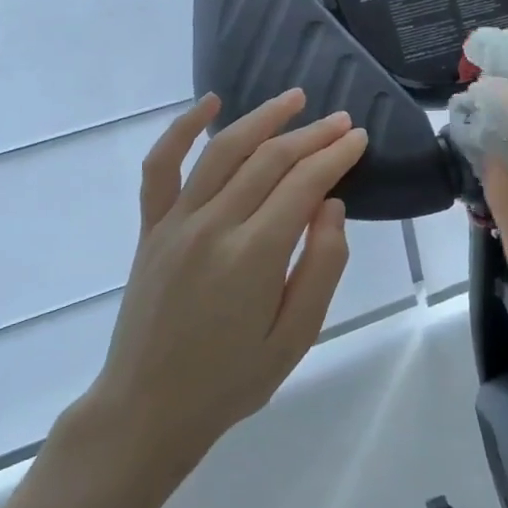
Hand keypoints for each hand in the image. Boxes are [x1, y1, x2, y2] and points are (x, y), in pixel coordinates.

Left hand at [83, 90, 367, 471]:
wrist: (147, 408)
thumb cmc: (232, 380)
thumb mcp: (297, 336)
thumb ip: (322, 266)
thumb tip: (331, 205)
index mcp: (254, 255)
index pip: (304, 184)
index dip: (336, 156)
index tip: (359, 139)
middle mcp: (213, 226)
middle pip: (269, 160)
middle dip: (312, 135)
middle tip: (343, 121)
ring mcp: (175, 223)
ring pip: (223, 151)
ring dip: (262, 119)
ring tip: (294, 99)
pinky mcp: (151, 229)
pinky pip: (162, 167)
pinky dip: (182, 129)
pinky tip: (209, 104)